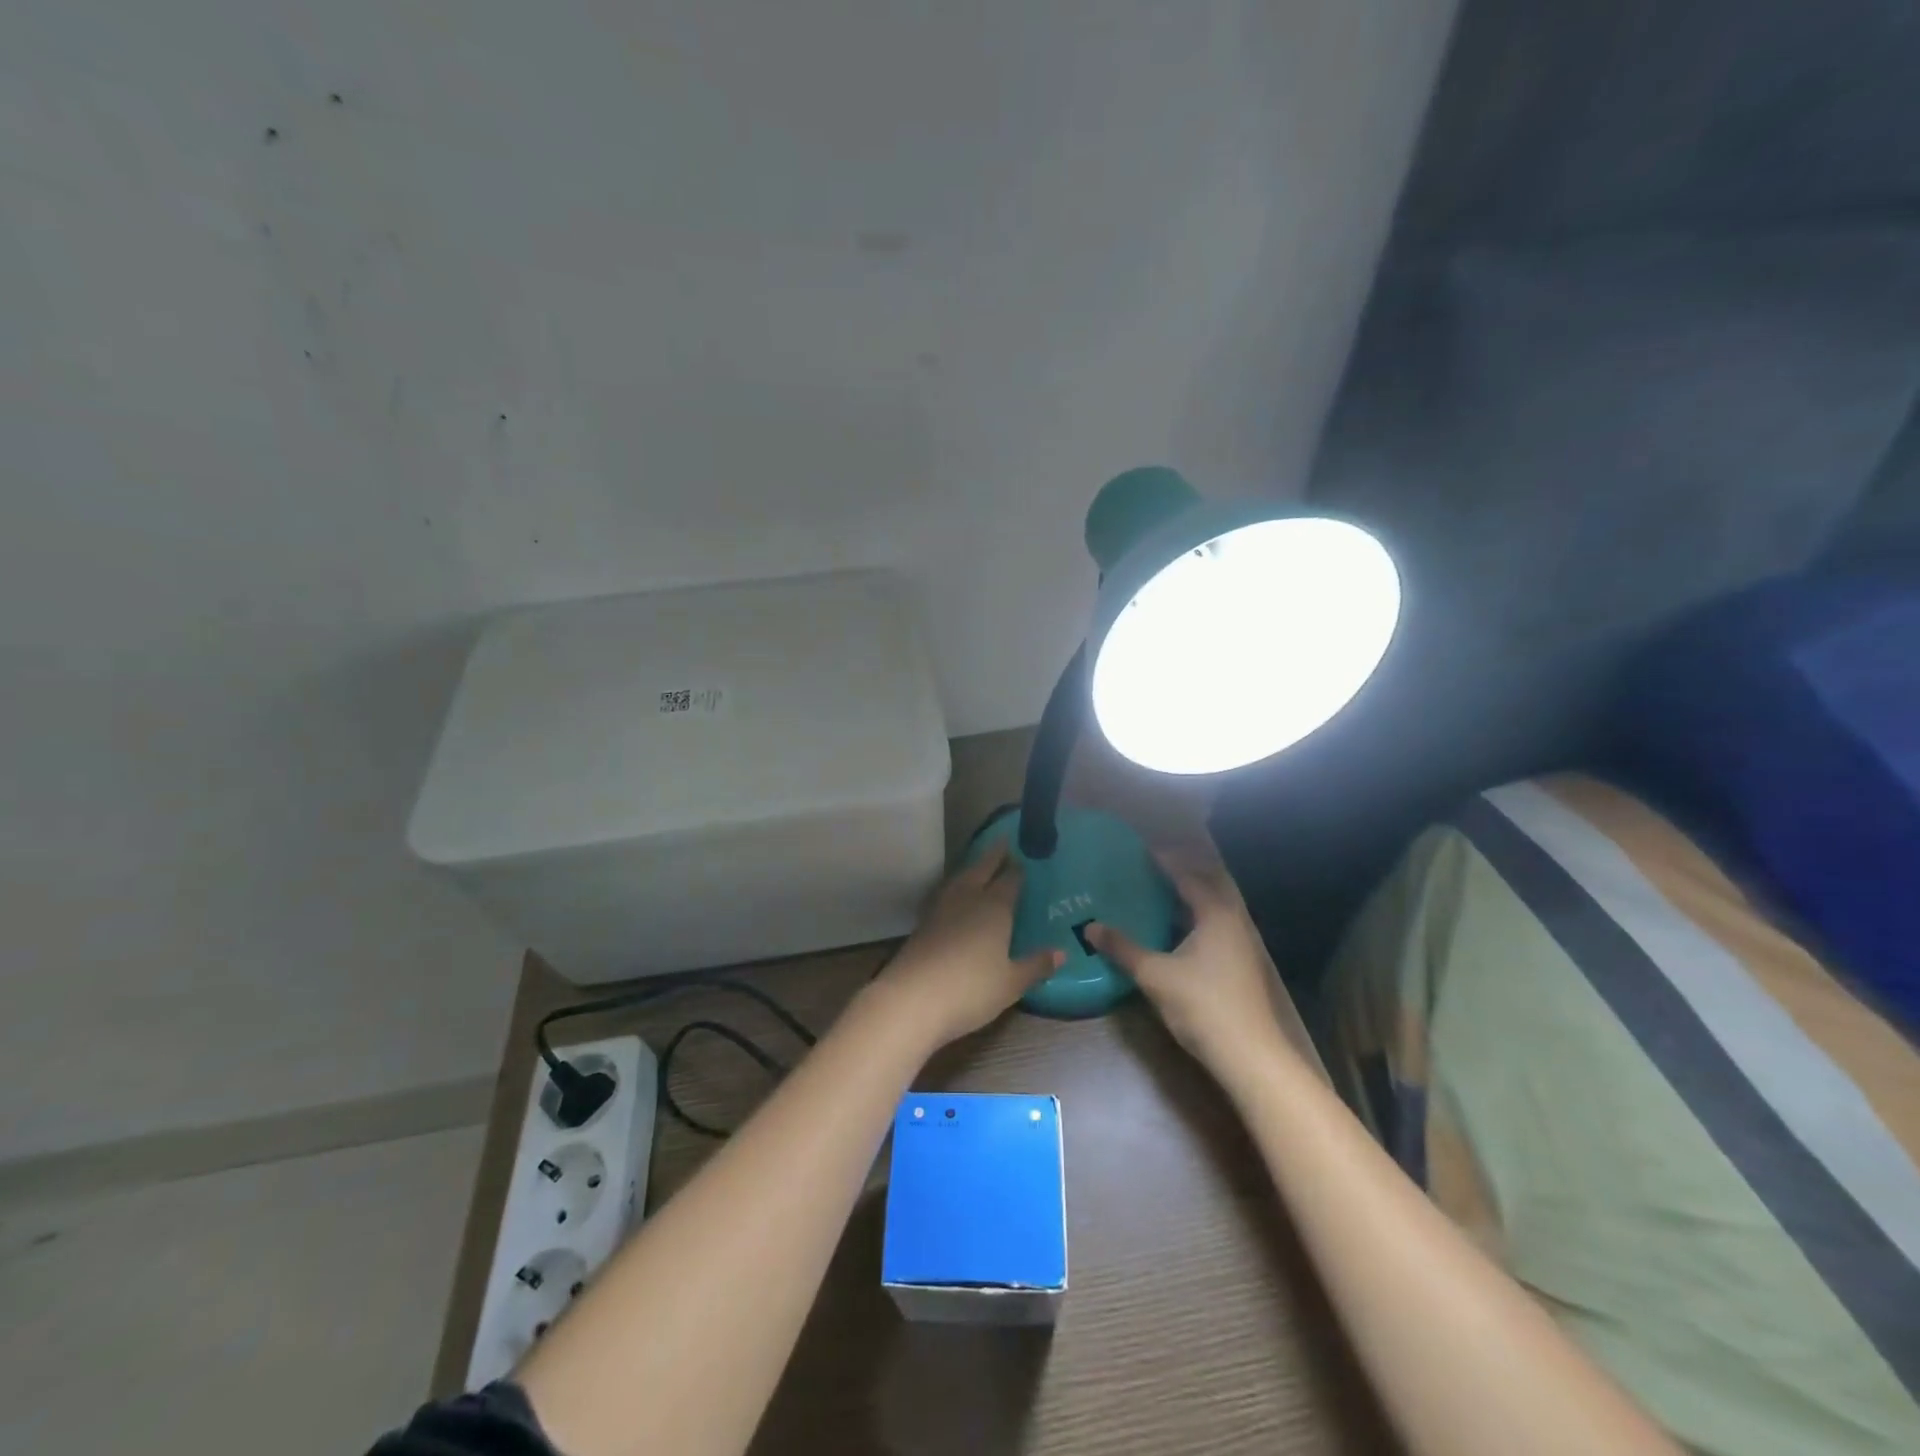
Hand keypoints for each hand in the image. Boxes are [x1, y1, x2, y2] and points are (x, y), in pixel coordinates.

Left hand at [870, 843, 1063, 1048]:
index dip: (1017, 869)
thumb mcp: (1011, 983)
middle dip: (994, 856)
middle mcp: (968, 899)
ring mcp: (942, 909)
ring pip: (960, 879)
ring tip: (980, 866)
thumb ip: (1036, 965)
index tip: (1024, 857)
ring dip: (972, 869)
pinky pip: (946, 894)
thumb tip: (1062, 952)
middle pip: (982, 870)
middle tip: (1003, 842)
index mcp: (994, 907)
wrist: (912, 998)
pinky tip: (956, 897)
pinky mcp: (923, 923)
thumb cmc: (971, 989)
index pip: (1009, 880)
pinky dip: (956, 888)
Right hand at [1087, 848, 1294, 1076]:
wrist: (1248, 1055)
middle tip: (1149, 871)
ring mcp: (1239, 946)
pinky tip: (1170, 934)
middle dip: (1180, 877)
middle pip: (1206, 889)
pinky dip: (1191, 922)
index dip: (1165, 862)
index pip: (1188, 877)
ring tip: (1155, 897)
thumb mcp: (1154, 974)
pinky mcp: (1237, 966)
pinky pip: (1212, 929)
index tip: (1141, 851)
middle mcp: (1232, 922)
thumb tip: (1091, 927)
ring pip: (1210, 911)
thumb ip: (1123, 948)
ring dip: (1186, 901)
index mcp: (1215, 914)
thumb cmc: (1202, 1004)